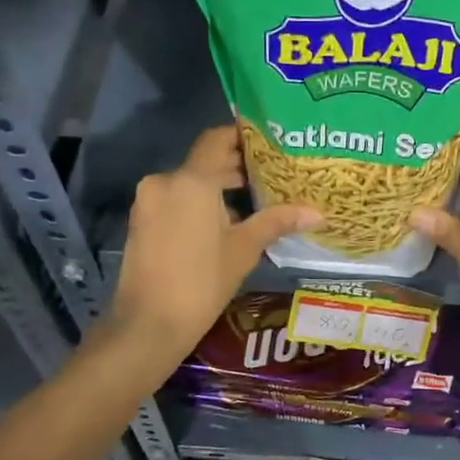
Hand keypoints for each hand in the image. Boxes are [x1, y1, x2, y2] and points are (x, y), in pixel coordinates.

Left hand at [110, 126, 319, 356]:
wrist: (148, 324)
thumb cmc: (201, 282)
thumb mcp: (244, 249)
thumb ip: (276, 222)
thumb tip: (317, 213)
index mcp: (191, 181)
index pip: (217, 139)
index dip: (242, 135)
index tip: (269, 140)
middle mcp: (165, 181)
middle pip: (205, 161)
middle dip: (236, 166)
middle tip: (273, 173)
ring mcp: (149, 201)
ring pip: (189, 182)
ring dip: (218, 187)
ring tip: (255, 199)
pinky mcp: (142, 221)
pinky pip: (175, 200)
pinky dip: (199, 202)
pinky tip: (225, 222)